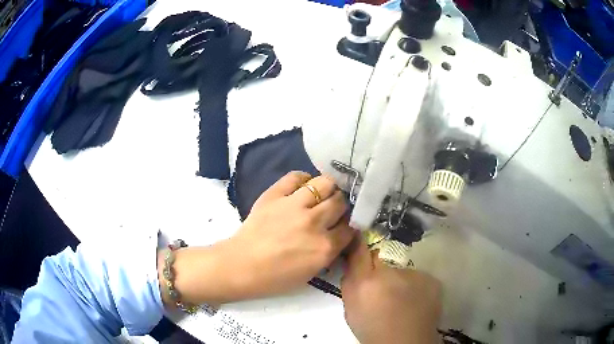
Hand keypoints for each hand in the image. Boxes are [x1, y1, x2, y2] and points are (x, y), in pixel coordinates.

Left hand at [162, 171, 353, 305]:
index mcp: (325, 247)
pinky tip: (303, 186)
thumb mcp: (311, 273)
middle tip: (334, 208)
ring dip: (328, 188)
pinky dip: (303, 179)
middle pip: (340, 202)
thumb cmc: (275, 277)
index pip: (350, 227)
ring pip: (325, 183)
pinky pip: (296, 176)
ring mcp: (294, 205)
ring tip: (322, 193)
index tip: (345, 223)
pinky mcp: (275, 195)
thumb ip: (329, 252)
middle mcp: (314, 222)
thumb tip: (339, 234)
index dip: (350, 224)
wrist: (241, 266)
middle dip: (341, 204)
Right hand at [341, 236, 441, 343]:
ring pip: (402, 272)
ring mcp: (415, 275)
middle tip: (381, 289)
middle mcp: (391, 273)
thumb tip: (353, 265)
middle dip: (379, 270)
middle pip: (381, 261)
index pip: (360, 251)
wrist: (406, 343)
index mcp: (366, 282)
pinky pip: (418, 279)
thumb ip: (350, 284)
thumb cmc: (373, 330)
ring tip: (402, 301)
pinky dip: (416, 287)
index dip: (359, 244)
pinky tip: (416, 303)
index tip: (358, 238)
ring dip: (400, 281)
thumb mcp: (351, 310)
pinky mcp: (432, 280)